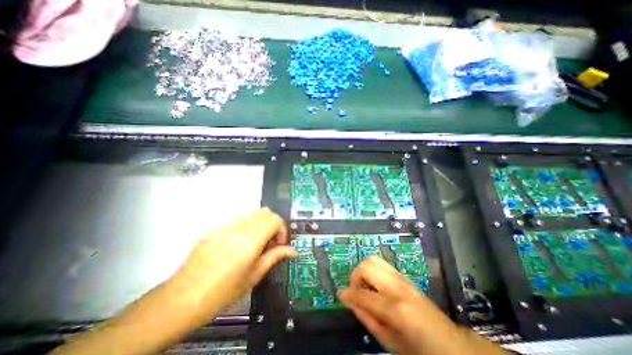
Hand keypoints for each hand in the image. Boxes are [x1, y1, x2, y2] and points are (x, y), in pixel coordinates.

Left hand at [49, 209, 296, 353]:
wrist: (183, 298)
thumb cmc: (223, 291)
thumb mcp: (254, 275)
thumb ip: (275, 257)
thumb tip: (293, 250)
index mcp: (251, 239)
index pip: (275, 219)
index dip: (282, 229)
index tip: (278, 244)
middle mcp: (240, 227)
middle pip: (265, 212)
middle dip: (272, 224)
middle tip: (269, 243)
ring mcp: (225, 225)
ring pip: (252, 212)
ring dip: (260, 223)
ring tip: (255, 241)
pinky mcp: (215, 228)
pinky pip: (237, 218)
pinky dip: (246, 224)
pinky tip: (238, 242)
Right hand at [339, 256, 506, 354]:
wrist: (449, 343)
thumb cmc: (419, 349)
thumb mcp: (389, 341)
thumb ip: (366, 318)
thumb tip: (349, 300)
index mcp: (395, 308)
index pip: (363, 294)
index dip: (348, 293)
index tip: (341, 295)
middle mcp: (397, 287)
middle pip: (367, 266)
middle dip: (355, 276)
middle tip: (356, 291)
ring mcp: (402, 278)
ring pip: (373, 259)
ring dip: (364, 271)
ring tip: (365, 286)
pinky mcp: (404, 276)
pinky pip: (382, 264)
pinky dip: (373, 270)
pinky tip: (375, 285)